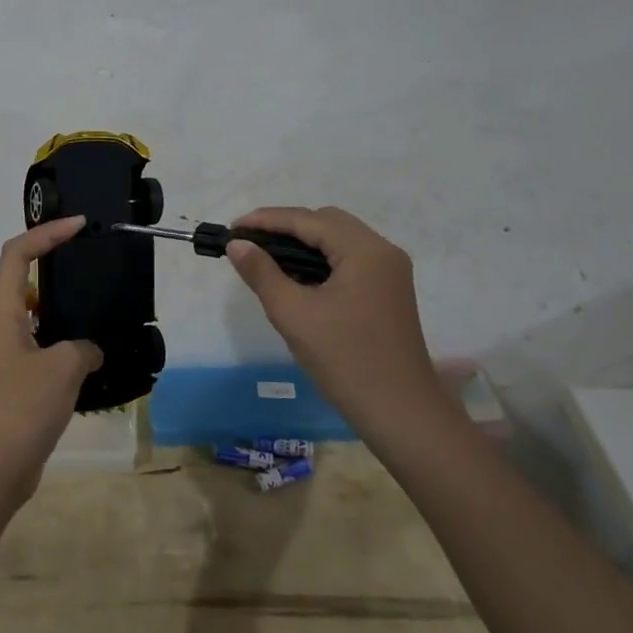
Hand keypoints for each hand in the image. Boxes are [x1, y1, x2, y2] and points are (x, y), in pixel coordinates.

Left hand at [0, 216, 102, 506]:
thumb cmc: (23, 407)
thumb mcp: (64, 367)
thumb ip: (84, 346)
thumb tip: (90, 350)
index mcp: (4, 313)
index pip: (17, 254)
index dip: (45, 233)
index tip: (78, 226)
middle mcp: (2, 327)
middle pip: (24, 278)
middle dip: (55, 262)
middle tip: (92, 259)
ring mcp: (10, 354)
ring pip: (37, 314)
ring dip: (64, 304)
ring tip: (100, 301)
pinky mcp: (20, 380)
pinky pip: (45, 344)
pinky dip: (68, 340)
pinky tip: (96, 352)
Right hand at [226, 206, 445, 433]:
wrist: (400, 413)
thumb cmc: (345, 360)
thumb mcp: (294, 314)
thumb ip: (262, 273)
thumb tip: (237, 245)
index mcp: (364, 250)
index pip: (308, 220)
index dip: (266, 220)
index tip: (232, 229)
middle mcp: (383, 251)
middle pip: (327, 222)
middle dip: (285, 228)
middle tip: (249, 244)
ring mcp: (390, 272)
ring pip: (339, 241)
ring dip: (303, 244)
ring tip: (266, 259)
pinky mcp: (389, 291)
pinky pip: (349, 260)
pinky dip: (321, 260)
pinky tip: (297, 278)